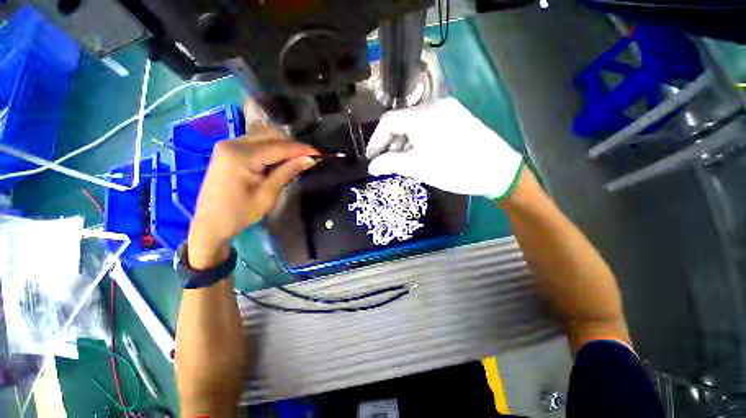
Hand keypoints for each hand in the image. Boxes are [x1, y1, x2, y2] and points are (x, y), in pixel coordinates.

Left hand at [188, 126, 317, 267]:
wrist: (210, 223)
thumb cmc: (240, 213)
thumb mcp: (268, 194)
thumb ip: (288, 172)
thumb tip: (310, 159)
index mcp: (240, 156)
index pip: (279, 147)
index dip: (301, 149)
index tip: (319, 153)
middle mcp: (232, 143)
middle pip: (270, 135)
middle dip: (293, 144)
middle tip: (310, 156)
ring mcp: (228, 144)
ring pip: (263, 136)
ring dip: (283, 144)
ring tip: (299, 156)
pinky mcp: (228, 149)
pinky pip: (256, 142)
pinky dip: (272, 147)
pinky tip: (282, 157)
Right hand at [367, 97, 523, 198]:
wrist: (497, 170)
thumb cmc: (453, 168)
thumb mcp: (417, 167)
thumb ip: (390, 164)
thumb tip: (371, 166)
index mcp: (422, 115)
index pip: (388, 121)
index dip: (376, 140)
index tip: (371, 158)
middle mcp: (434, 105)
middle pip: (402, 121)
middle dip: (391, 142)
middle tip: (388, 162)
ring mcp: (449, 110)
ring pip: (416, 124)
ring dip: (405, 142)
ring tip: (404, 161)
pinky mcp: (458, 118)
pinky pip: (430, 126)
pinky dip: (419, 139)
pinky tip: (421, 154)